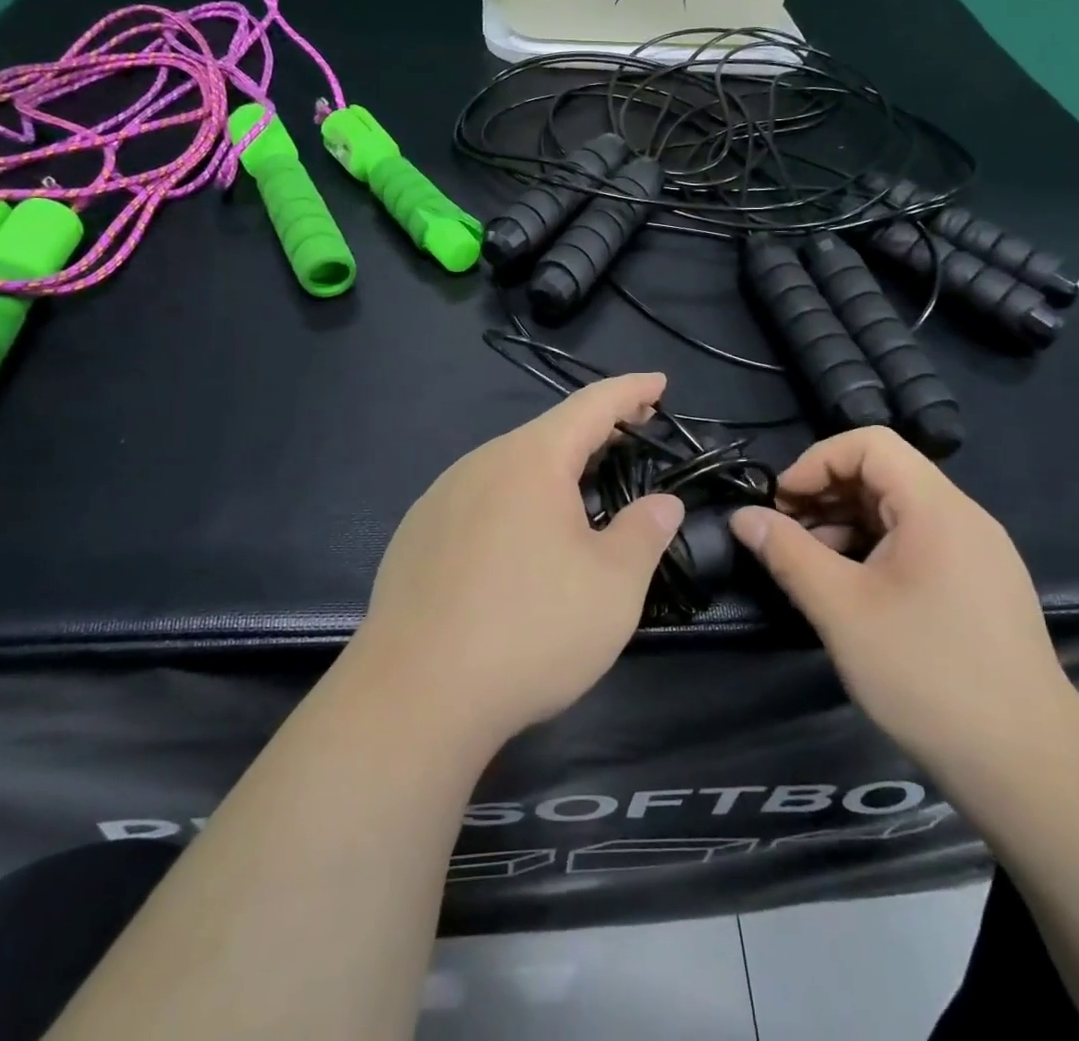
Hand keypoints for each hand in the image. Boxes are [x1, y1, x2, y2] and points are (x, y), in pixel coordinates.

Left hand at [351, 373, 685, 753]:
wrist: (414, 696)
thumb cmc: (531, 629)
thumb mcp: (613, 586)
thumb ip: (645, 532)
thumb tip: (663, 503)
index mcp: (531, 459)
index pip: (592, 406)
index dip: (631, 390)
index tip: (659, 382)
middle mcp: (480, 464)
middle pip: (548, 433)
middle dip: (595, 431)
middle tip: (633, 434)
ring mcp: (440, 498)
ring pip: (510, 467)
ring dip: (553, 469)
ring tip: (583, 489)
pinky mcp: (417, 536)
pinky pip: (480, 500)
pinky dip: (515, 501)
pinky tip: (521, 541)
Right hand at [729, 427, 1077, 777]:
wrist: (1028, 767)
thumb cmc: (927, 674)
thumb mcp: (842, 610)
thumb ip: (788, 553)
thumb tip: (743, 516)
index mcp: (936, 508)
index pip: (870, 444)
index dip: (816, 461)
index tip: (781, 503)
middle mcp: (963, 517)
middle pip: (884, 473)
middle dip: (826, 493)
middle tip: (785, 534)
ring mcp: (977, 552)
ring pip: (899, 510)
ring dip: (846, 523)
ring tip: (810, 566)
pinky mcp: (980, 586)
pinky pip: (918, 543)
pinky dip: (875, 549)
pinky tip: (851, 590)